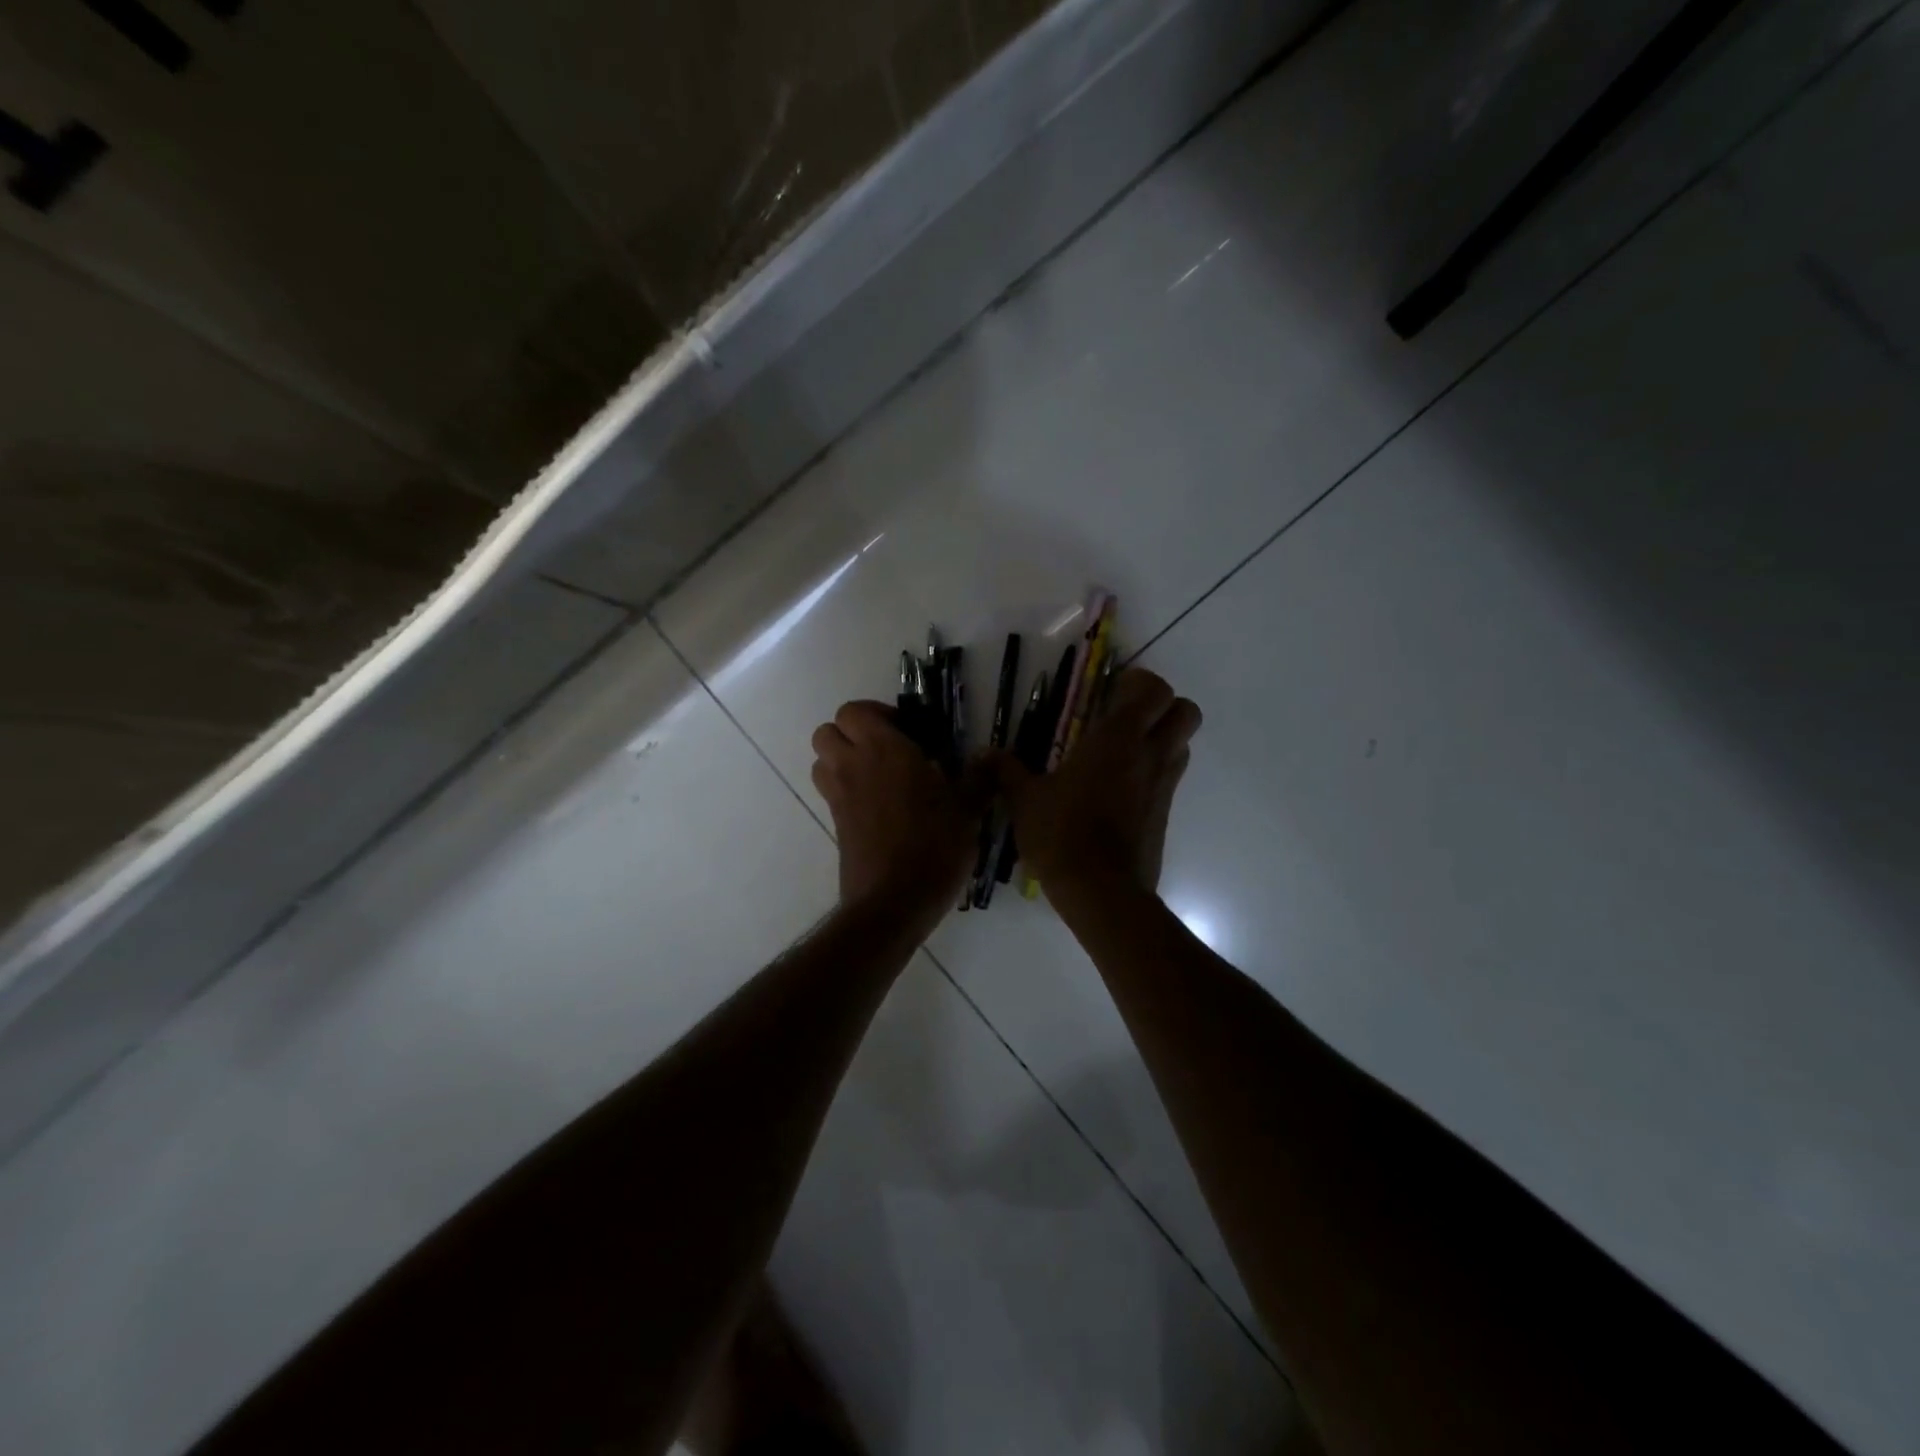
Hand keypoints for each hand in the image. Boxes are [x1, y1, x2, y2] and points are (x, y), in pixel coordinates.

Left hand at [811, 701, 983, 934]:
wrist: (893, 902)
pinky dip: (847, 789)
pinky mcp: (836, 824)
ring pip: (822, 761)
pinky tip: (881, 807)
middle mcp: (853, 766)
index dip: (876, 714)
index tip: (907, 731)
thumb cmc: (934, 846)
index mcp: (884, 750)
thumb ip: (979, 778)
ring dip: (843, 759)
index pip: (854, 711)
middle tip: (888, 749)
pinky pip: (831, 792)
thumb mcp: (968, 811)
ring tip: (880, 775)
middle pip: (827, 732)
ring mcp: (840, 797)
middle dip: (852, 733)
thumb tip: (990, 756)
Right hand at [990, 667, 1201, 897]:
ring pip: (1183, 744)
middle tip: (1126, 717)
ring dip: (1163, 738)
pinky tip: (1120, 790)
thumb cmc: (1062, 834)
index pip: (1154, 689)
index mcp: (1117, 739)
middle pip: (1185, 711)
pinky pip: (1171, 778)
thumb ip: (1006, 771)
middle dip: (1162, 706)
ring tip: (1123, 752)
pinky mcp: (1166, 814)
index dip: (1139, 683)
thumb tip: (982, 754)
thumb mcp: (1025, 800)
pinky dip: (1155, 772)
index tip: (1111, 690)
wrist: (1101, 892)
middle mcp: (1150, 755)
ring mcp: (1164, 785)